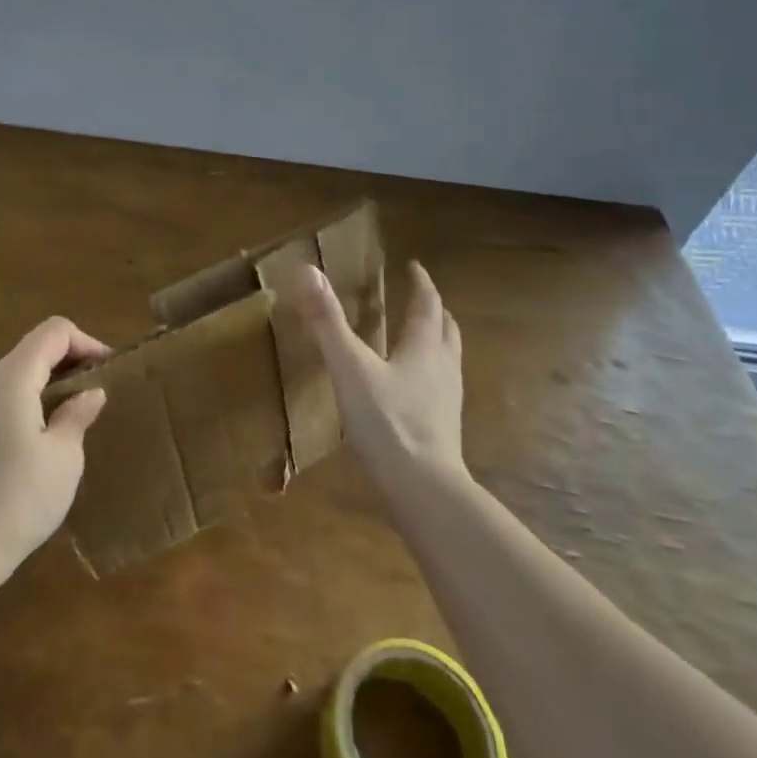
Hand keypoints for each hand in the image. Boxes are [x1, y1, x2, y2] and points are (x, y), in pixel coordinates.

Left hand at [0, 317, 108, 576]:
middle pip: (32, 349)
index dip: (87, 342)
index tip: (109, 371)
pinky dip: (26, 402)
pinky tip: (40, 441)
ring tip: (73, 416)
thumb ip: (77, 415)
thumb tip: (90, 393)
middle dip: (69, 362)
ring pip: (15, 375)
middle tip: (97, 393)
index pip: (53, 332)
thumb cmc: (19, 499)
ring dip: (48, 384)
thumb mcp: (63, 457)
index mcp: (10, 379)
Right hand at [296, 260, 464, 482]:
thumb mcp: (349, 368)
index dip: (421, 283)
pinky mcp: (444, 428)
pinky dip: (430, 373)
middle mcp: (443, 367)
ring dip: (437, 341)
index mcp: (424, 347)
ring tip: (420, 338)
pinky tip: (412, 389)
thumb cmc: (386, 422)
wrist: (423, 490)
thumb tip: (308, 270)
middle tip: (420, 298)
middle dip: (434, 310)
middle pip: (446, 329)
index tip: (414, 267)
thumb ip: (328, 322)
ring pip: (448, 359)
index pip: (427, 304)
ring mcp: (448, 400)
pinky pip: (441, 387)